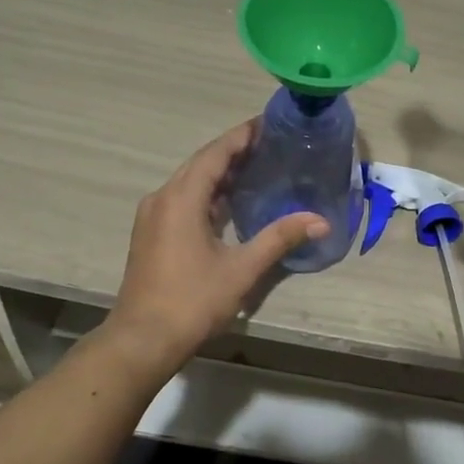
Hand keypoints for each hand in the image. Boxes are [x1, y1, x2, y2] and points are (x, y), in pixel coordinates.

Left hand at [105, 121, 328, 371]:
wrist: (143, 340)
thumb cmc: (192, 300)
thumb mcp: (241, 269)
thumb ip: (279, 238)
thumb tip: (320, 221)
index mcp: (181, 198)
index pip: (215, 154)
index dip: (242, 136)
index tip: (268, 124)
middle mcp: (162, 198)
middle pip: (201, 163)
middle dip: (234, 152)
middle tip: (270, 145)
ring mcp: (153, 217)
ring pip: (190, 182)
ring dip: (220, 173)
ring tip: (256, 167)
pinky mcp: (152, 234)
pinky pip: (182, 200)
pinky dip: (208, 194)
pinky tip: (230, 204)